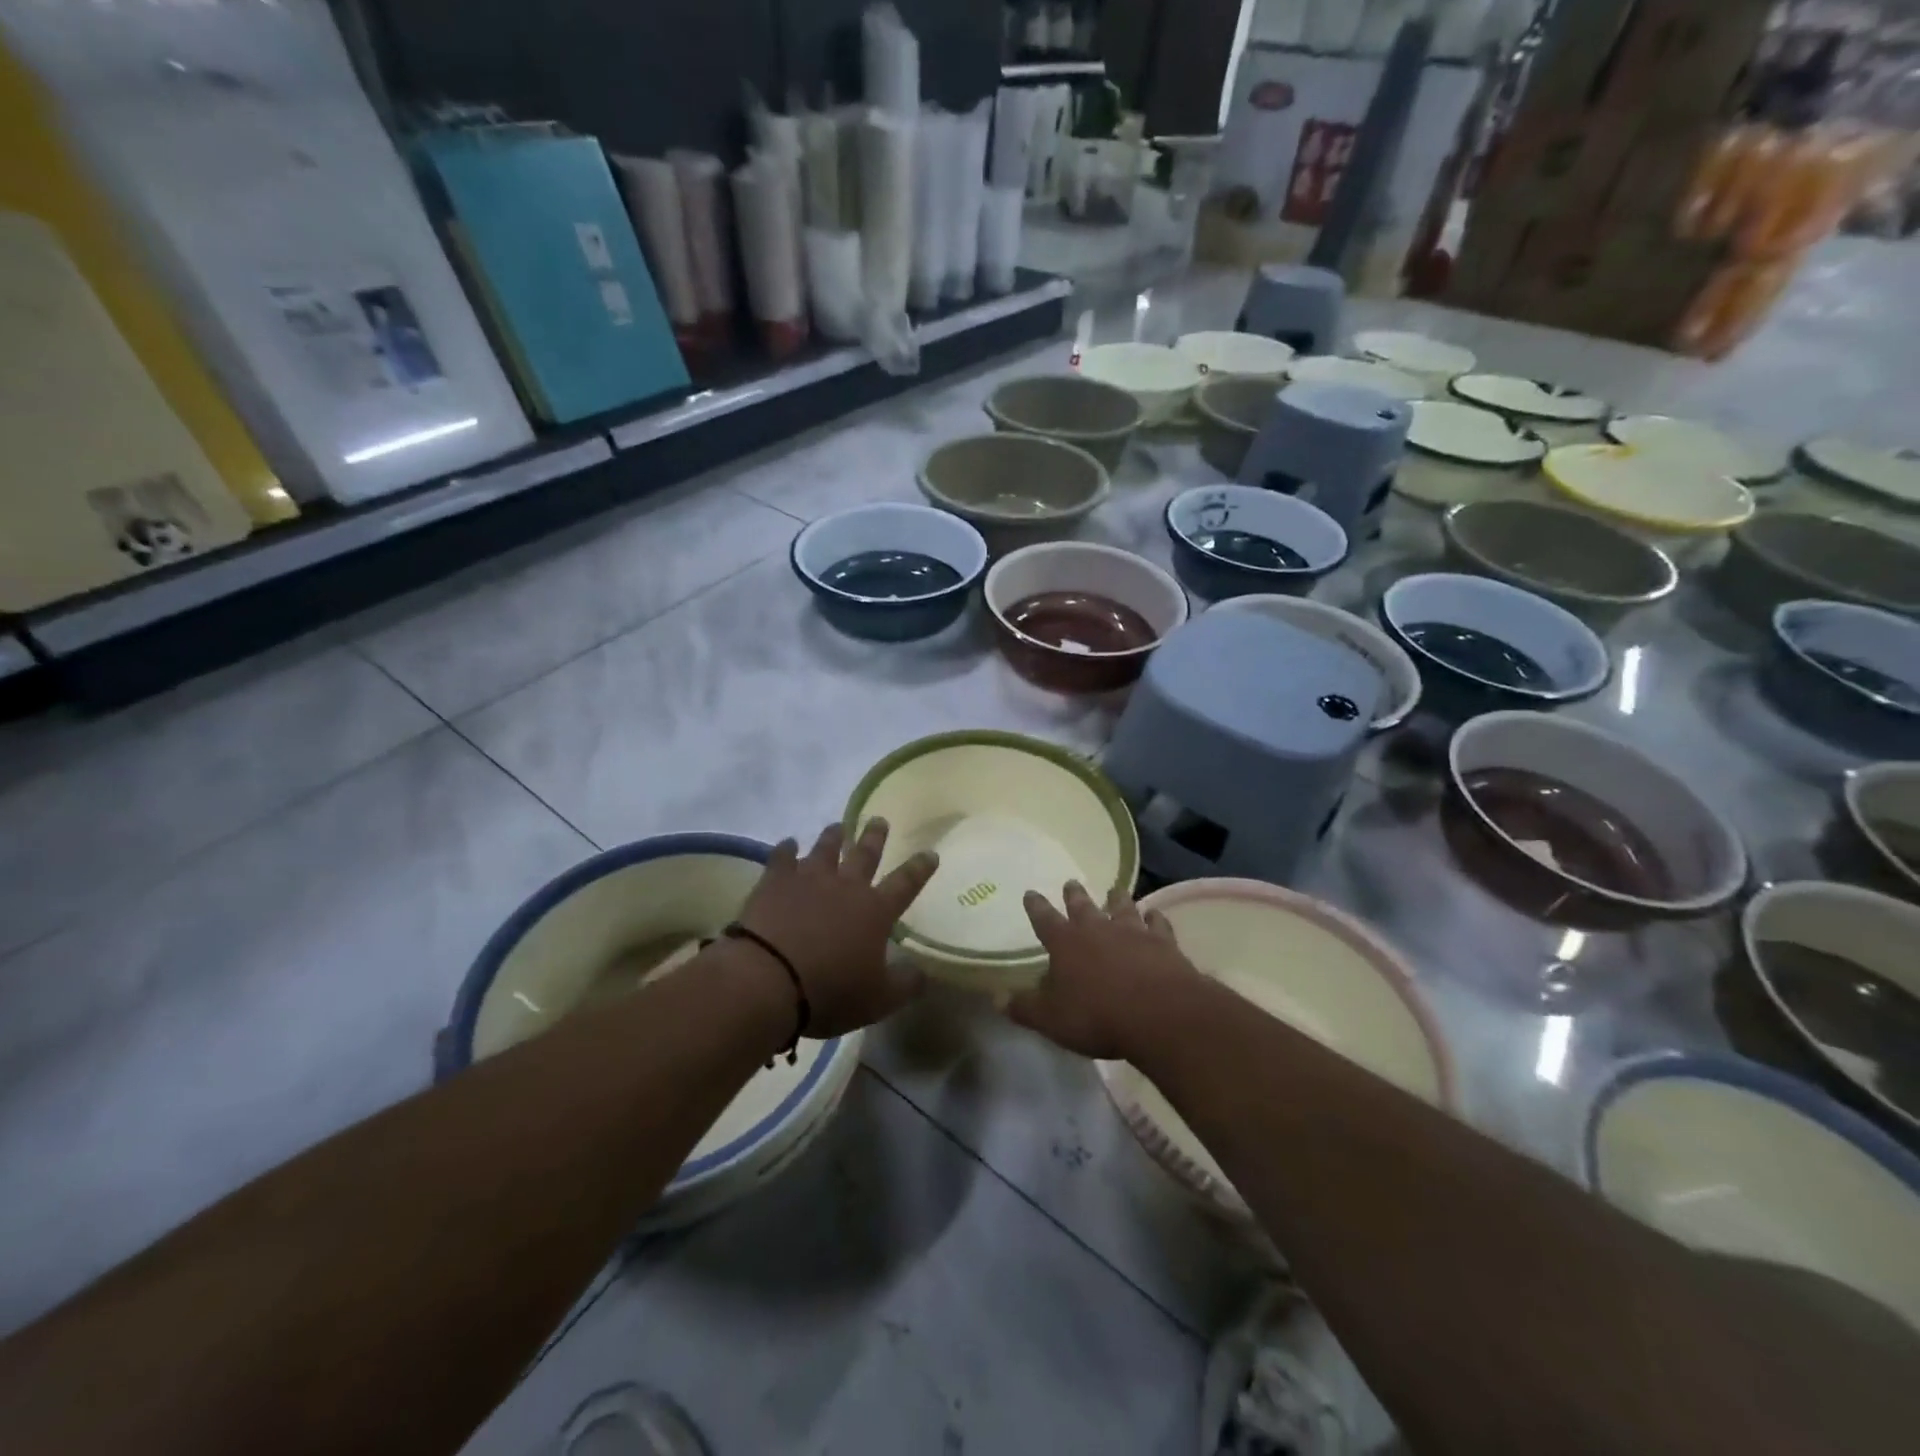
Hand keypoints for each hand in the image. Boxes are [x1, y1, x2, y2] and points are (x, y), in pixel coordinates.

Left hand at [737, 821, 937, 1037]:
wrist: (769, 978)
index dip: (919, 868)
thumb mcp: (878, 1000)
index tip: (930, 853)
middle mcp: (846, 887)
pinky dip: (787, 849)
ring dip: (833, 836)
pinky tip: (789, 843)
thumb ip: (905, 984)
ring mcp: (809, 880)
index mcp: (875, 911)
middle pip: (865, 855)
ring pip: (825, 849)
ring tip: (838, 826)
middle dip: (875, 837)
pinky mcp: (775, 882)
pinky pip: (783, 858)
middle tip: (879, 820)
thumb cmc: (830, 991)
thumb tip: (923, 973)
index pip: (905, 884)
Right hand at [1008, 882, 1201, 1060]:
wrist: (1159, 1014)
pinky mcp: (1163, 942)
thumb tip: (996, 998)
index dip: (1036, 906)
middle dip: (1074, 895)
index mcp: (1065, 943)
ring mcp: (1132, 932)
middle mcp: (1097, 929)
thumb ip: (1024, 1007)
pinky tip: (1154, 915)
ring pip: (1122, 907)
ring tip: (1114, 889)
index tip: (1030, 893)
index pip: (1044, 919)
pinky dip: (1154, 918)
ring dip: (1117, 898)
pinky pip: (1157, 924)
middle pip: (1083, 906)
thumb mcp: (1051, 1019)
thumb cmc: (1097, 1016)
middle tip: (1071, 883)